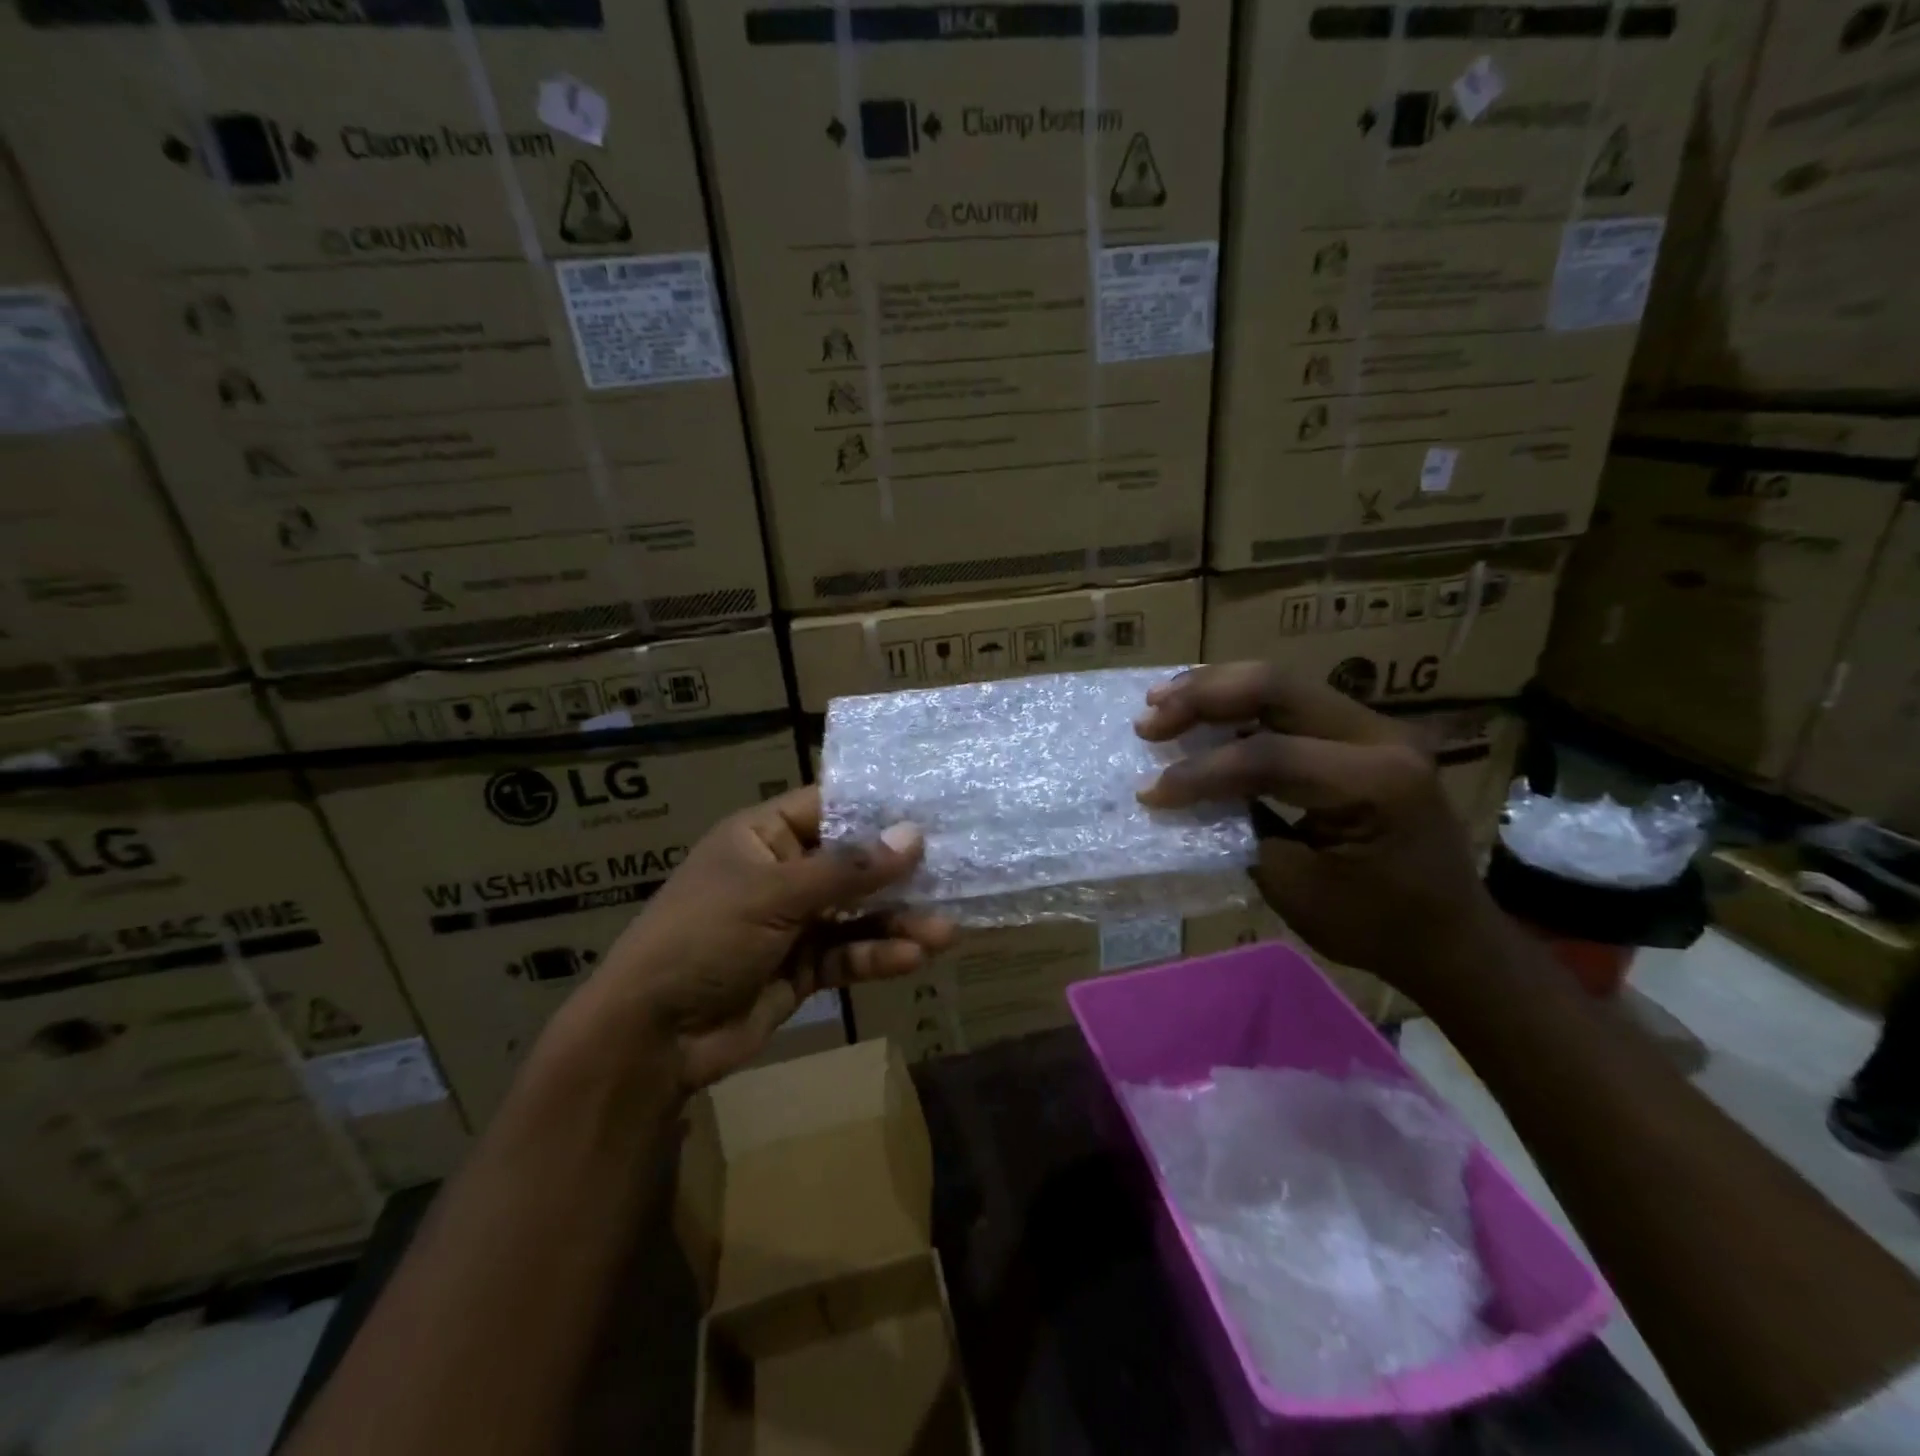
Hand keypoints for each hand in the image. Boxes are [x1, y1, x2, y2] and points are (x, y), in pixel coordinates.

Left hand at [568, 785, 954, 1091]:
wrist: (651, 1037)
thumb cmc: (703, 938)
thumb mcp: (774, 894)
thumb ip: (847, 869)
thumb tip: (913, 835)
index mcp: (762, 836)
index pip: (828, 807)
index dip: (876, 809)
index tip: (930, 810)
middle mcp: (780, 873)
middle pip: (851, 864)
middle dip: (898, 874)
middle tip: (952, 874)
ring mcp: (791, 923)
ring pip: (855, 914)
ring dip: (897, 922)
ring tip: (943, 931)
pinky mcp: (800, 969)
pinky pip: (846, 954)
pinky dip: (876, 956)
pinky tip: (910, 959)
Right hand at [1135, 662, 1502, 998]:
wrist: (1451, 936)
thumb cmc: (1375, 925)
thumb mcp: (1295, 887)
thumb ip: (1239, 829)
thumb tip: (1185, 795)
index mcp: (1376, 782)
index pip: (1269, 755)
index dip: (1200, 772)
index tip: (1151, 794)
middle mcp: (1382, 736)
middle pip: (1276, 687)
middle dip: (1202, 698)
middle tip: (1148, 720)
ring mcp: (1376, 727)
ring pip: (1281, 683)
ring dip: (1215, 689)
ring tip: (1160, 701)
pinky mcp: (1363, 733)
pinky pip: (1291, 703)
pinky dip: (1239, 703)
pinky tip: (1201, 710)